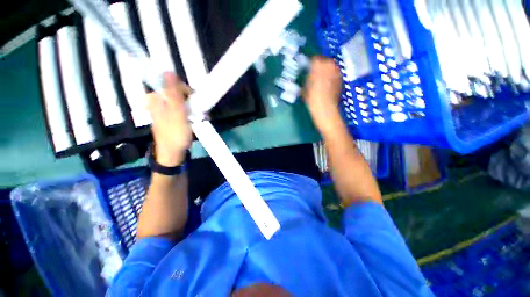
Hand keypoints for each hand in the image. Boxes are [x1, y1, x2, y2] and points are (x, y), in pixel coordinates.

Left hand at [147, 73, 191, 166]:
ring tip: (199, 117)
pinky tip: (196, 119)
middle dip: (191, 100)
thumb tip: (168, 70)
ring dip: (193, 107)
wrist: (173, 153)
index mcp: (156, 97)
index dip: (186, 90)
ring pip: (182, 100)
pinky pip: (183, 108)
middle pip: (178, 91)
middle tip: (198, 111)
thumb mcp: (176, 113)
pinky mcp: (172, 115)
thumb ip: (173, 93)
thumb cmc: (175, 134)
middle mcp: (159, 100)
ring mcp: (165, 109)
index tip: (194, 101)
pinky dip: (191, 112)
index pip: (173, 83)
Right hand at [303, 57, 342, 131]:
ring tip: (323, 80)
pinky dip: (332, 77)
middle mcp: (329, 64)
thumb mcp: (304, 87)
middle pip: (324, 61)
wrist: (325, 107)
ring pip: (331, 67)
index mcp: (318, 64)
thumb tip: (308, 76)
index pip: (314, 59)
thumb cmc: (311, 97)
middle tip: (315, 74)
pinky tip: (328, 85)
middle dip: (320, 66)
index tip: (309, 69)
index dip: (311, 64)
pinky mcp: (342, 78)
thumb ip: (307, 78)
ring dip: (327, 71)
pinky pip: (335, 74)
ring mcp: (337, 71)